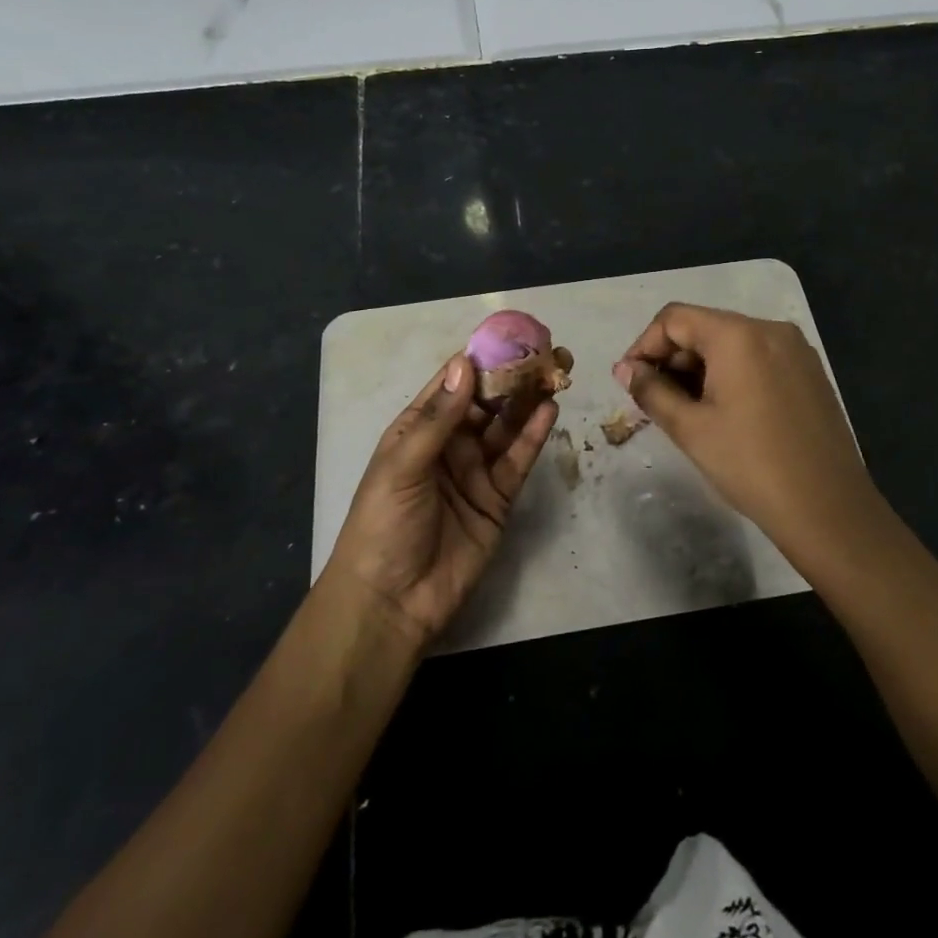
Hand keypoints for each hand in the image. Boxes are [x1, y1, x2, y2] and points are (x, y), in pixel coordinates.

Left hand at [326, 354, 556, 649]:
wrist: (392, 601)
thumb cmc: (383, 525)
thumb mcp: (403, 465)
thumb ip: (438, 418)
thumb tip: (464, 364)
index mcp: (417, 430)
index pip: (452, 385)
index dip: (478, 360)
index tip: (509, 335)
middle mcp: (449, 444)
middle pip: (486, 402)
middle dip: (512, 377)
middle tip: (544, 351)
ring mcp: (475, 470)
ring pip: (506, 427)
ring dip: (528, 401)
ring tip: (555, 373)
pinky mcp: (498, 498)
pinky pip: (518, 460)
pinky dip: (533, 436)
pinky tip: (549, 411)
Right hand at [614, 303, 881, 552]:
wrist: (828, 508)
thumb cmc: (751, 465)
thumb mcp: (690, 429)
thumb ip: (652, 391)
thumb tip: (625, 370)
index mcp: (739, 335)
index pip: (675, 318)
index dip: (644, 346)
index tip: (630, 382)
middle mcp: (770, 329)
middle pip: (704, 327)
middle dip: (672, 358)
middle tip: (654, 400)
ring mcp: (795, 349)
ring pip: (731, 343)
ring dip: (700, 367)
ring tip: (685, 409)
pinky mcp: (809, 371)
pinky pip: (758, 358)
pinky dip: (730, 373)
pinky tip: (723, 411)